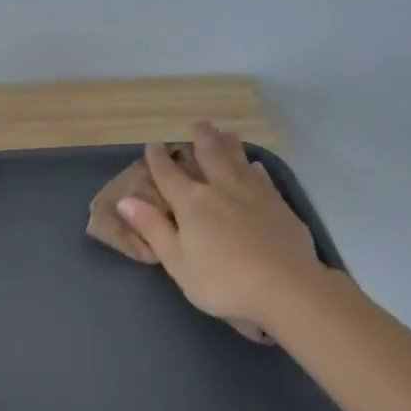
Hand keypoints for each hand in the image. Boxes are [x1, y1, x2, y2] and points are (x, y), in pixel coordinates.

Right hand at [116, 121, 322, 328]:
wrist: (285, 287)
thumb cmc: (221, 280)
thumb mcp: (176, 261)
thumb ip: (153, 228)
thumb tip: (125, 201)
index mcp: (192, 203)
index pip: (169, 175)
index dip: (159, 159)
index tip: (153, 145)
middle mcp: (222, 189)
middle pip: (210, 155)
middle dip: (200, 138)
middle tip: (196, 124)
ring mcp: (254, 194)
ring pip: (238, 159)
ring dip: (228, 143)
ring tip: (224, 133)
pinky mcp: (278, 204)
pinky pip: (262, 175)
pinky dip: (253, 166)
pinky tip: (255, 165)